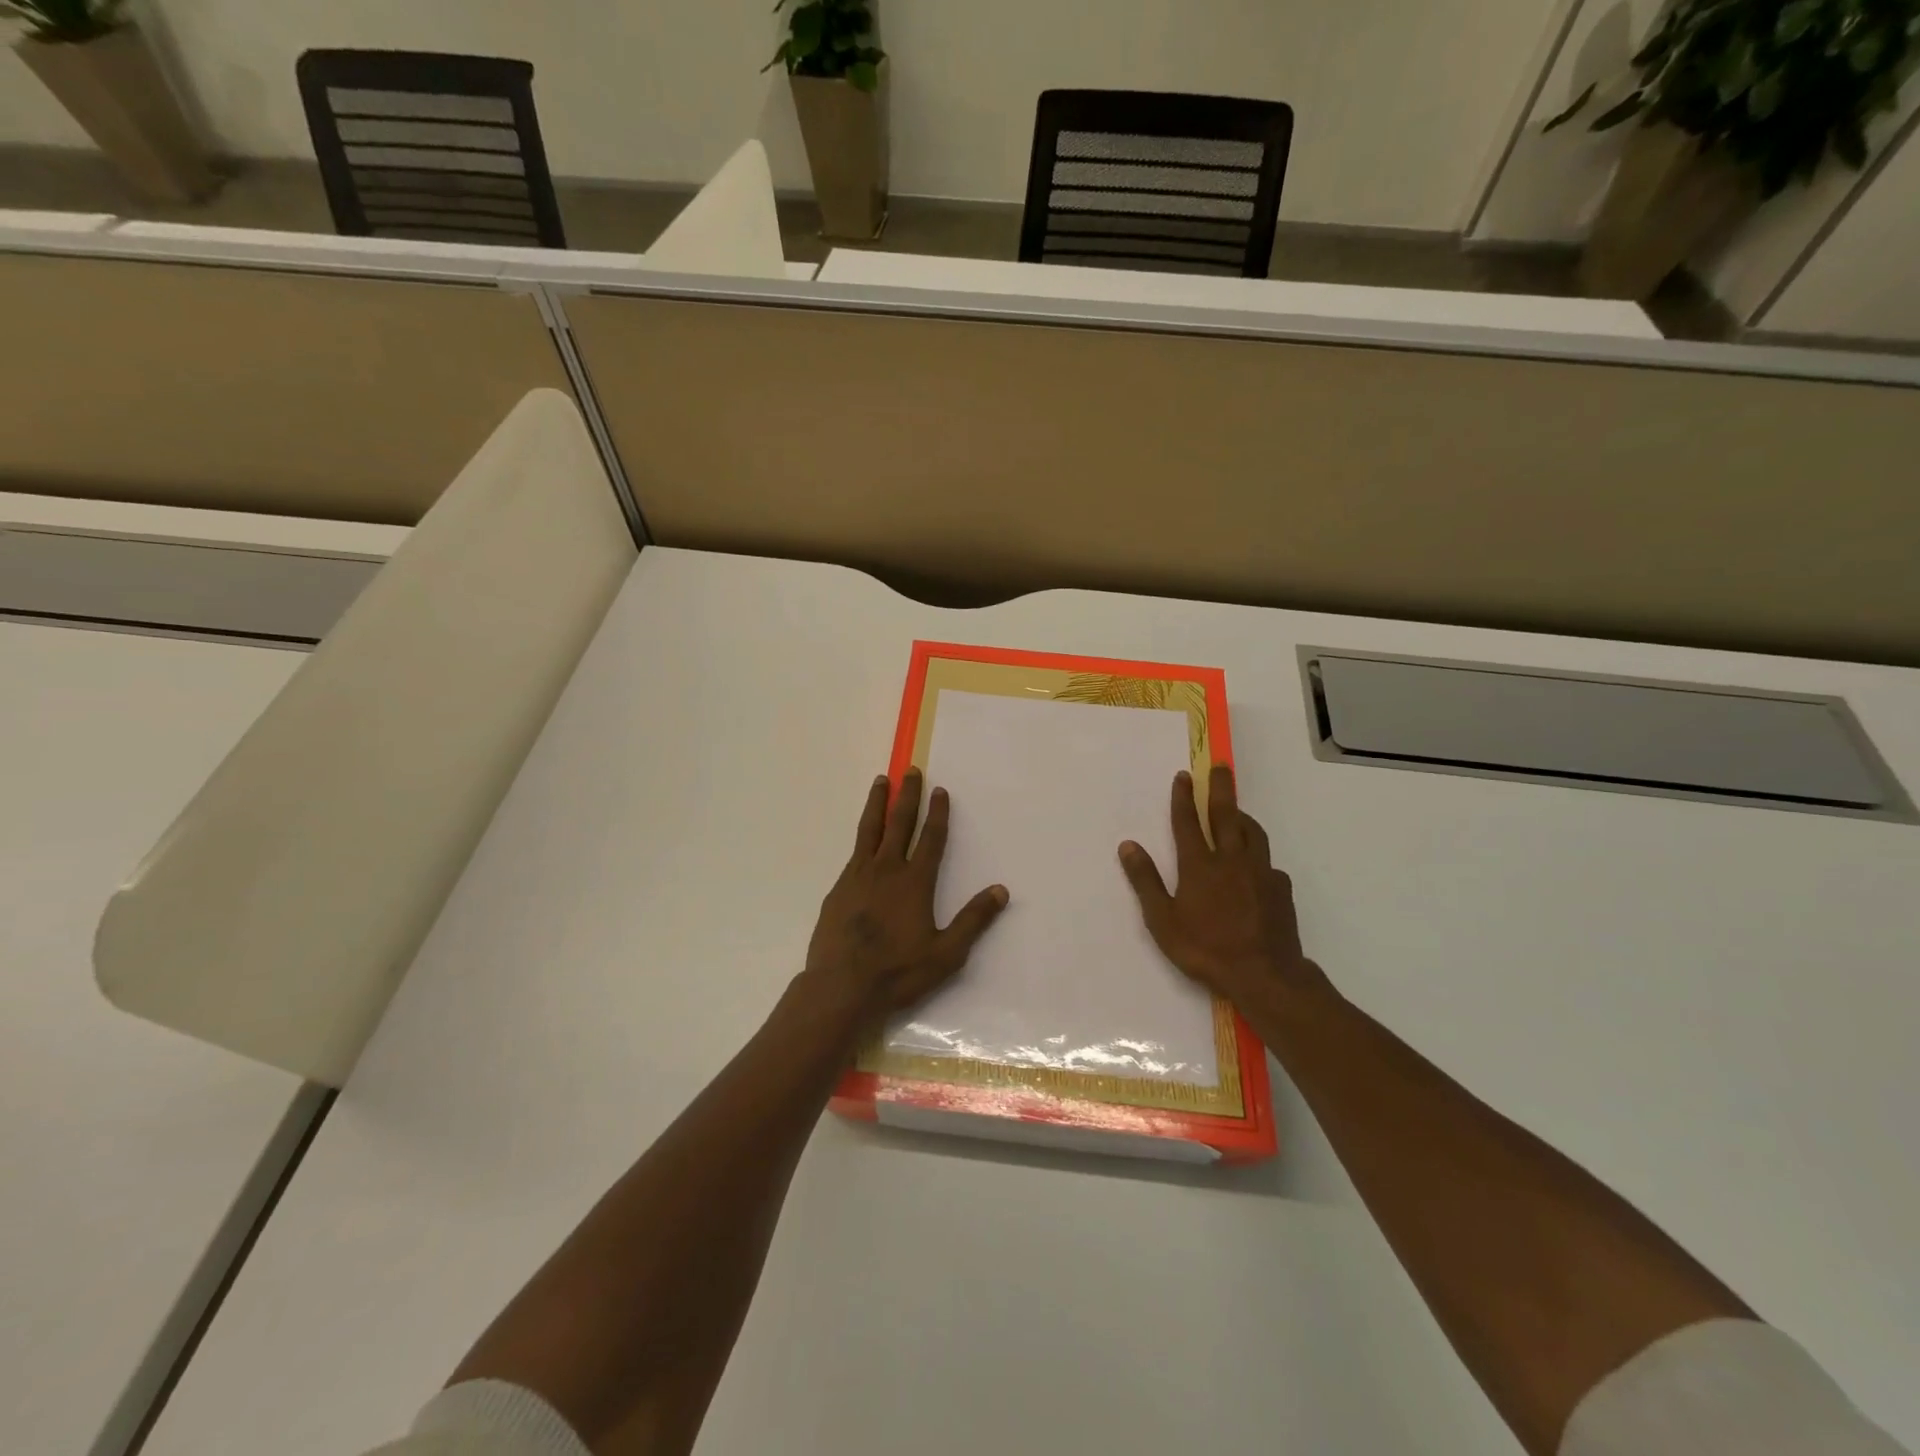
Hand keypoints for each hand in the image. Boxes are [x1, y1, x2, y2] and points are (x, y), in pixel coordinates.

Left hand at [802, 769, 1009, 1028]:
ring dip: (878, 803)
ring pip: (870, 830)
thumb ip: (973, 920)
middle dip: (907, 795)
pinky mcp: (838, 889)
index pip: (930, 838)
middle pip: (898, 823)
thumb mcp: (946, 953)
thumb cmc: (898, 972)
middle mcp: (886, 870)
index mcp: (914, 882)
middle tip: (910, 770)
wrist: (841, 987)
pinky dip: (862, 835)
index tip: (940, 789)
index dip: (937, 813)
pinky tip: (864, 838)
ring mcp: (858, 876)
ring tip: (881, 781)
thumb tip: (1001, 890)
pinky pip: (854, 852)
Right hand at [1118, 765, 1329, 1014]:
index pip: (1188, 822)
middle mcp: (1231, 860)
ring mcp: (1260, 873)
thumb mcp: (1162, 920)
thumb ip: (1146, 881)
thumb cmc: (1205, 949)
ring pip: (1253, 833)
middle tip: (1220, 767)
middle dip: (1220, 788)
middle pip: (1226, 815)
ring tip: (1237, 812)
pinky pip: (1268, 862)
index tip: (1184, 775)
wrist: (1264, 975)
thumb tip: (1128, 846)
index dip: (1183, 797)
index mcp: (1199, 866)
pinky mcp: (1280, 888)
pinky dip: (1258, 855)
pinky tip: (1255, 867)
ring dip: (1242, 817)